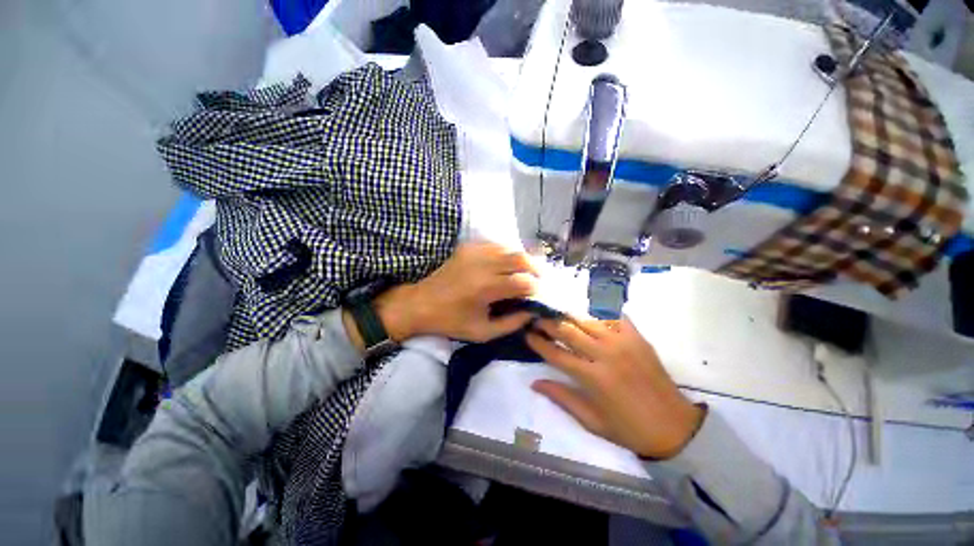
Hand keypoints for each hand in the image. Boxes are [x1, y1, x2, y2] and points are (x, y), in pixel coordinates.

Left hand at [375, 243, 539, 342]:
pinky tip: (505, 264)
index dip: (535, 288)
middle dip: (534, 268)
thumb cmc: (451, 322)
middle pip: (520, 258)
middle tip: (538, 279)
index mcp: (486, 288)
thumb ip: (512, 323)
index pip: (523, 282)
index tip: (538, 294)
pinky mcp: (467, 247)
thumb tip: (532, 312)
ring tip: (524, 271)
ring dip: (521, 259)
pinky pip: (495, 245)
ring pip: (509, 248)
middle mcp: (482, 265)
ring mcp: (474, 252)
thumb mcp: (483, 332)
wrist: (421, 304)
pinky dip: (506, 253)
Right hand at [526, 317, 704, 459]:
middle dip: (549, 322)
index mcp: (593, 378)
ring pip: (587, 319)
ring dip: (569, 314)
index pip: (556, 353)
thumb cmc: (629, 429)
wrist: (675, 427)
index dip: (539, 343)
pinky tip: (587, 310)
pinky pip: (613, 315)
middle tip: (537, 318)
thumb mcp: (592, 421)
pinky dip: (597, 311)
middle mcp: (605, 354)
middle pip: (569, 330)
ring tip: (556, 312)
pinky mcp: (637, 337)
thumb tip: (535, 383)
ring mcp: (623, 342)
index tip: (527, 334)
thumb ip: (562, 398)